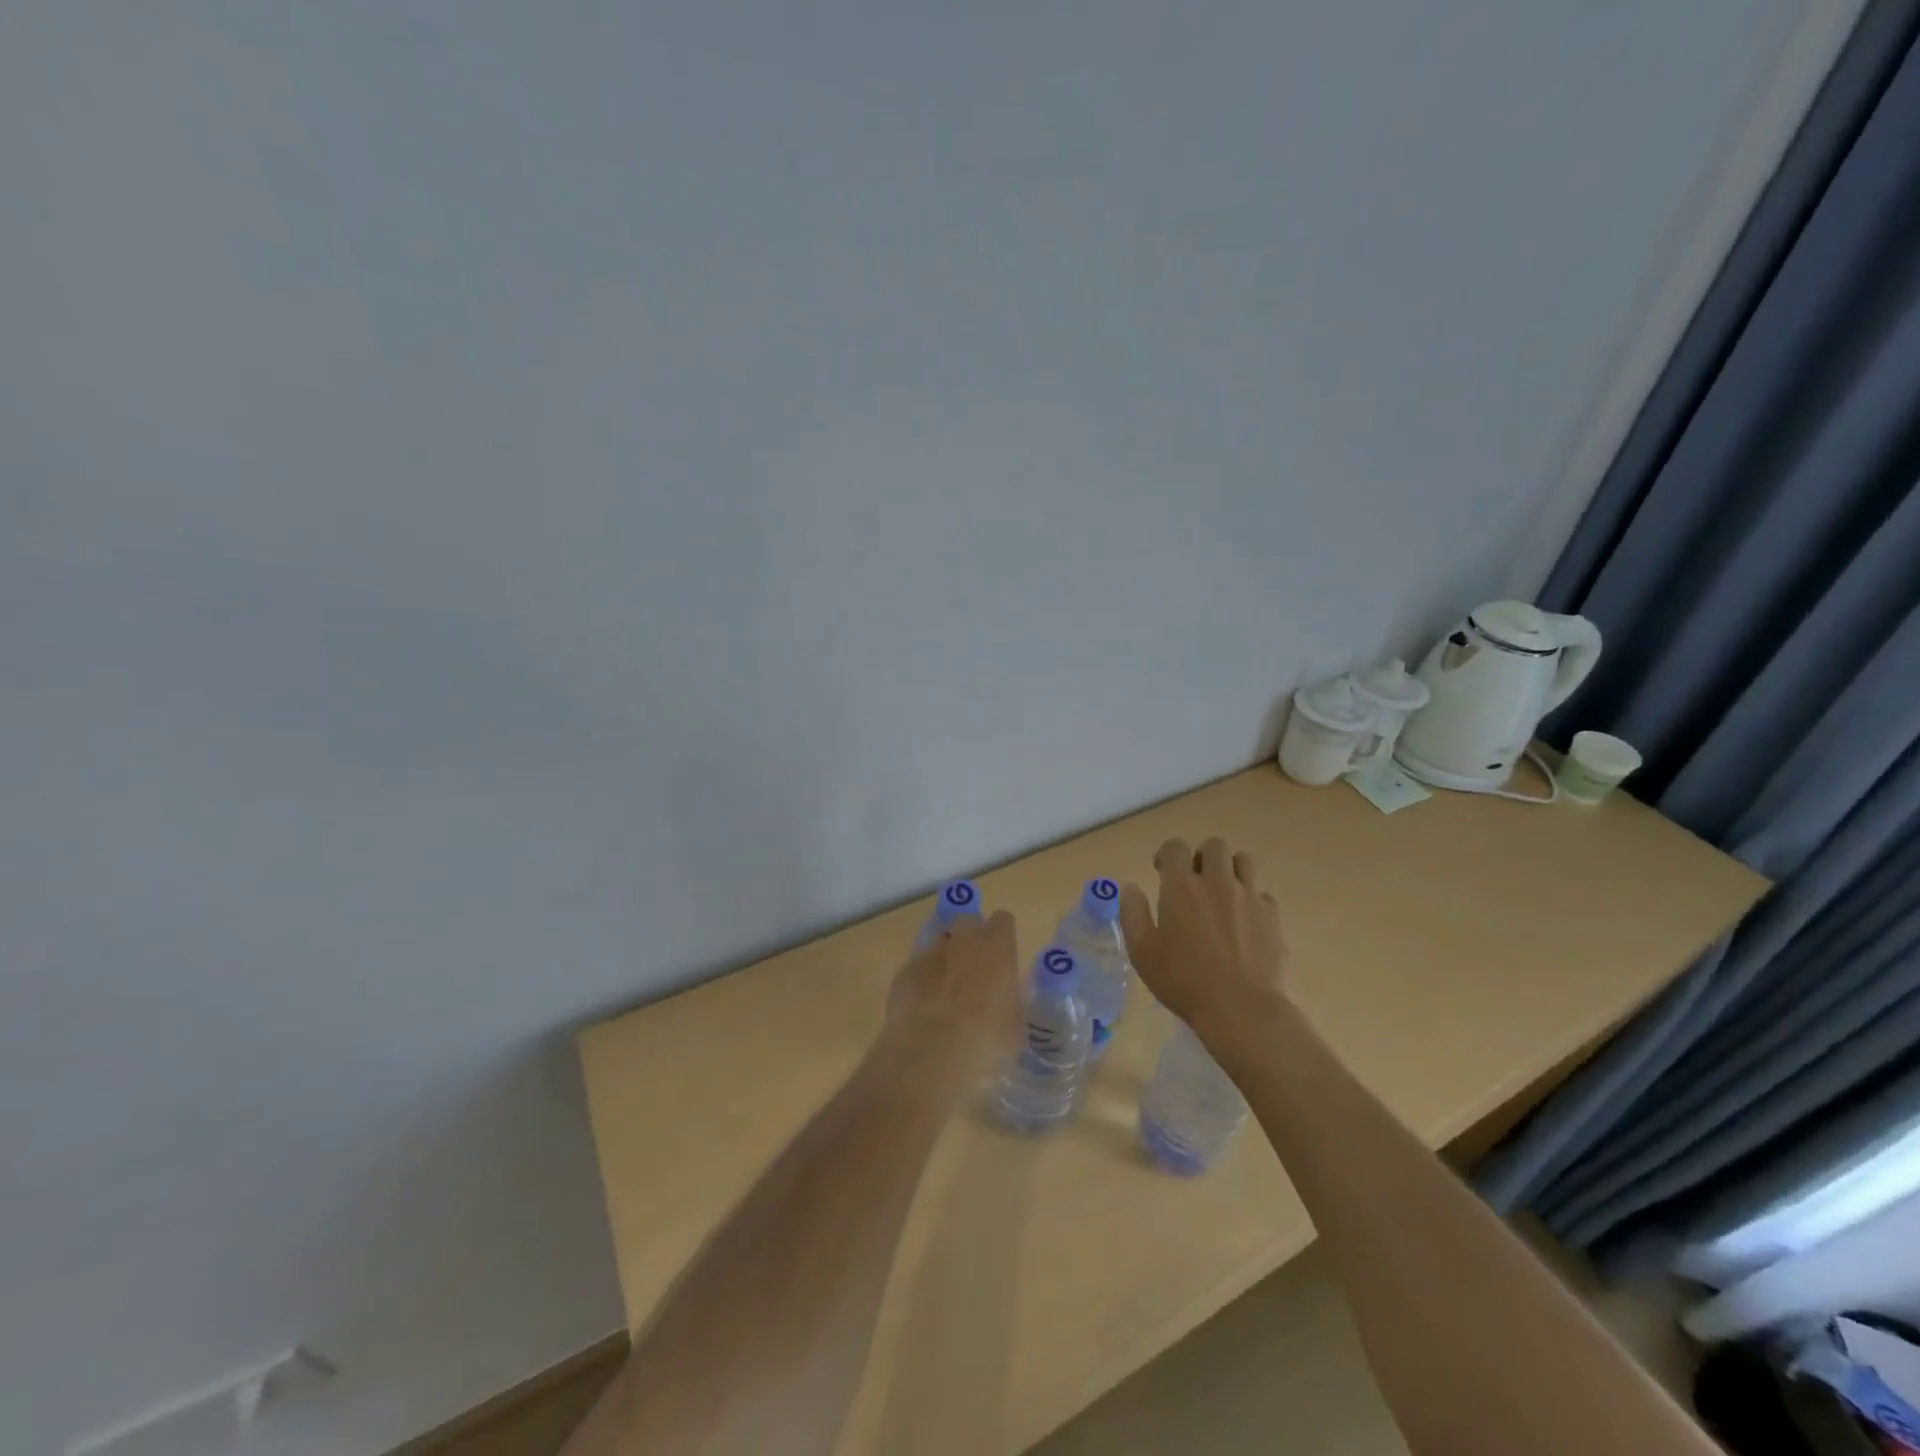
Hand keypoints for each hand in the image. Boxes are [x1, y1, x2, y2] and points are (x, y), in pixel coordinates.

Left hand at [886, 910, 1022, 1078]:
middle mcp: (963, 940)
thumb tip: (1004, 998)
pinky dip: (922, 979)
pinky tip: (923, 1005)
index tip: (1003, 955)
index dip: (1002, 936)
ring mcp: (930, 952)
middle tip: (974, 967)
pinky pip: (917, 966)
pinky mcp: (904, 971)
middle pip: (968, 921)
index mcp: (997, 947)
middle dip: (971, 937)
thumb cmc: (987, 1040)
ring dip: (945, 957)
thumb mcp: (1015, 1025)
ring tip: (946, 989)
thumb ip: (1010, 1000)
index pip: (1003, 920)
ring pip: (939, 941)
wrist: (932, 1053)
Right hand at [1120, 837, 1288, 1040]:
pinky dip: (1251, 901)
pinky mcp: (1272, 916)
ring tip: (1222, 894)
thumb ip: (1133, 913)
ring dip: (1230, 870)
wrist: (1242, 1009)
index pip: (1176, 847)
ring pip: (1244, 861)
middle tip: (1194, 881)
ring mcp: (1249, 897)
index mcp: (1181, 886)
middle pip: (1214, 845)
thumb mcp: (1142, 951)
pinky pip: (1262, 894)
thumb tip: (1130, 887)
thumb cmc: (1184, 981)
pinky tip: (1244, 924)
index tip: (1162, 872)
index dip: (1167, 854)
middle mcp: (1217, 882)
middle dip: (1202, 856)